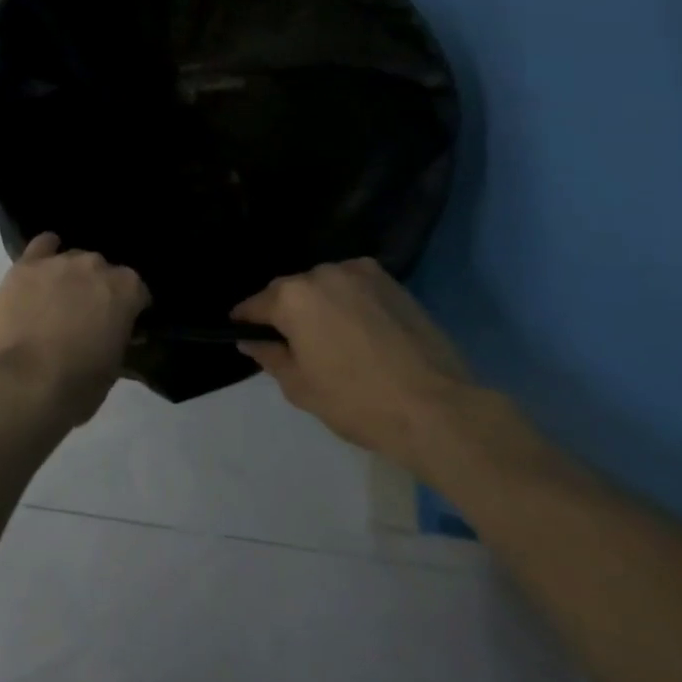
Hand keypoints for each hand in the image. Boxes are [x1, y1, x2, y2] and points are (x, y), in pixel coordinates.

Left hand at [0, 233, 149, 426]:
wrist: (21, 383)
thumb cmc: (76, 385)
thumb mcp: (113, 369)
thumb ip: (118, 339)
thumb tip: (116, 333)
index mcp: (126, 290)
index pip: (137, 291)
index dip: (130, 308)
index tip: (122, 325)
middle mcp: (96, 265)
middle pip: (103, 271)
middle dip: (98, 289)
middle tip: (87, 316)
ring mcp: (59, 262)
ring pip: (73, 259)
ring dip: (71, 276)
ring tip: (59, 300)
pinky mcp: (26, 265)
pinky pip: (41, 246)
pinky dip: (45, 254)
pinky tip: (42, 269)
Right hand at [233, 258, 472, 469]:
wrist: (437, 408)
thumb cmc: (357, 402)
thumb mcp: (299, 387)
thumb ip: (269, 356)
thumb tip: (251, 340)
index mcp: (292, 297)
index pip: (254, 305)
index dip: (245, 322)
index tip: (245, 336)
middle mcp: (321, 273)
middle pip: (290, 291)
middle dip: (285, 312)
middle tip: (293, 344)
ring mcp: (359, 273)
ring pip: (324, 286)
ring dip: (319, 304)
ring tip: (332, 338)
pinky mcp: (392, 282)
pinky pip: (355, 287)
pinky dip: (349, 302)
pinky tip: (360, 330)